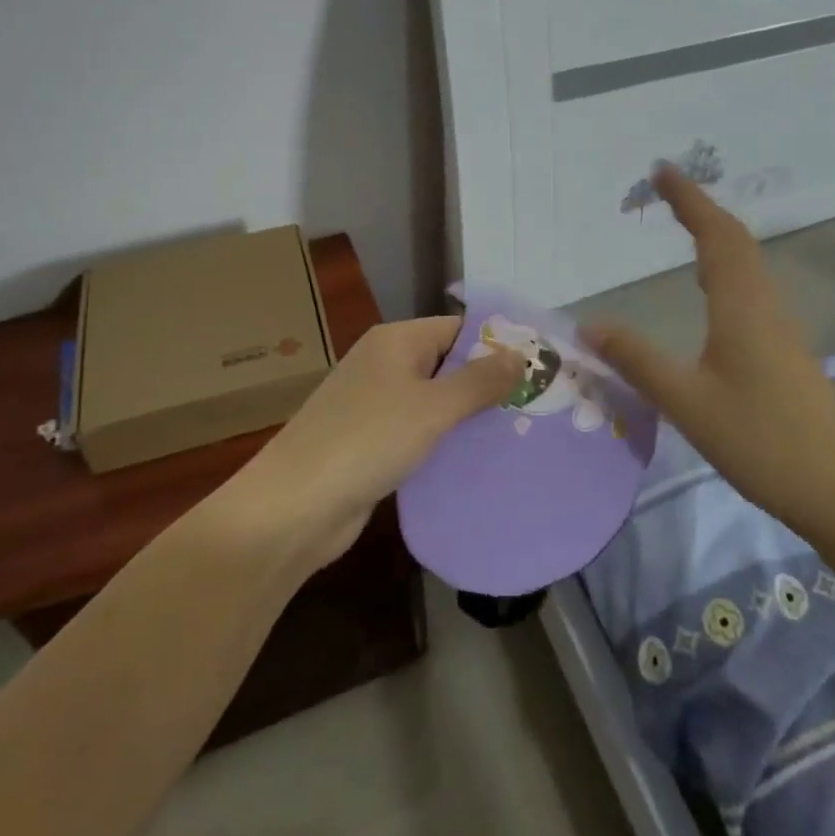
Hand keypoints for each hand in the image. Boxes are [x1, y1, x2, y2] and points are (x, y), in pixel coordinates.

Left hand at [243, 317, 523, 566]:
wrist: (294, 506)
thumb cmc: (367, 441)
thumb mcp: (432, 408)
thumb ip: (478, 381)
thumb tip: (519, 355)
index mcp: (397, 341)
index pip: (458, 328)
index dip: (498, 343)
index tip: (539, 366)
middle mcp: (386, 364)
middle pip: (448, 363)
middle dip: (488, 382)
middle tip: (539, 404)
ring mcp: (376, 404)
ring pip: (435, 401)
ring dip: (469, 415)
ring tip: (521, 432)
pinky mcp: (372, 442)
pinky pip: (420, 431)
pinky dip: (446, 441)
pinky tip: (479, 459)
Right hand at [581, 166, 834, 534]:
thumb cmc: (761, 440)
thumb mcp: (687, 402)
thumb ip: (637, 360)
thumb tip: (589, 324)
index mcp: (740, 305)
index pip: (714, 235)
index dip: (688, 199)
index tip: (661, 171)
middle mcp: (763, 304)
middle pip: (734, 240)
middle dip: (700, 209)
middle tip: (665, 190)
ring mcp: (779, 326)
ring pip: (746, 262)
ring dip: (716, 234)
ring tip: (685, 226)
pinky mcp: (784, 348)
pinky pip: (751, 285)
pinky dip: (726, 265)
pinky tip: (713, 289)